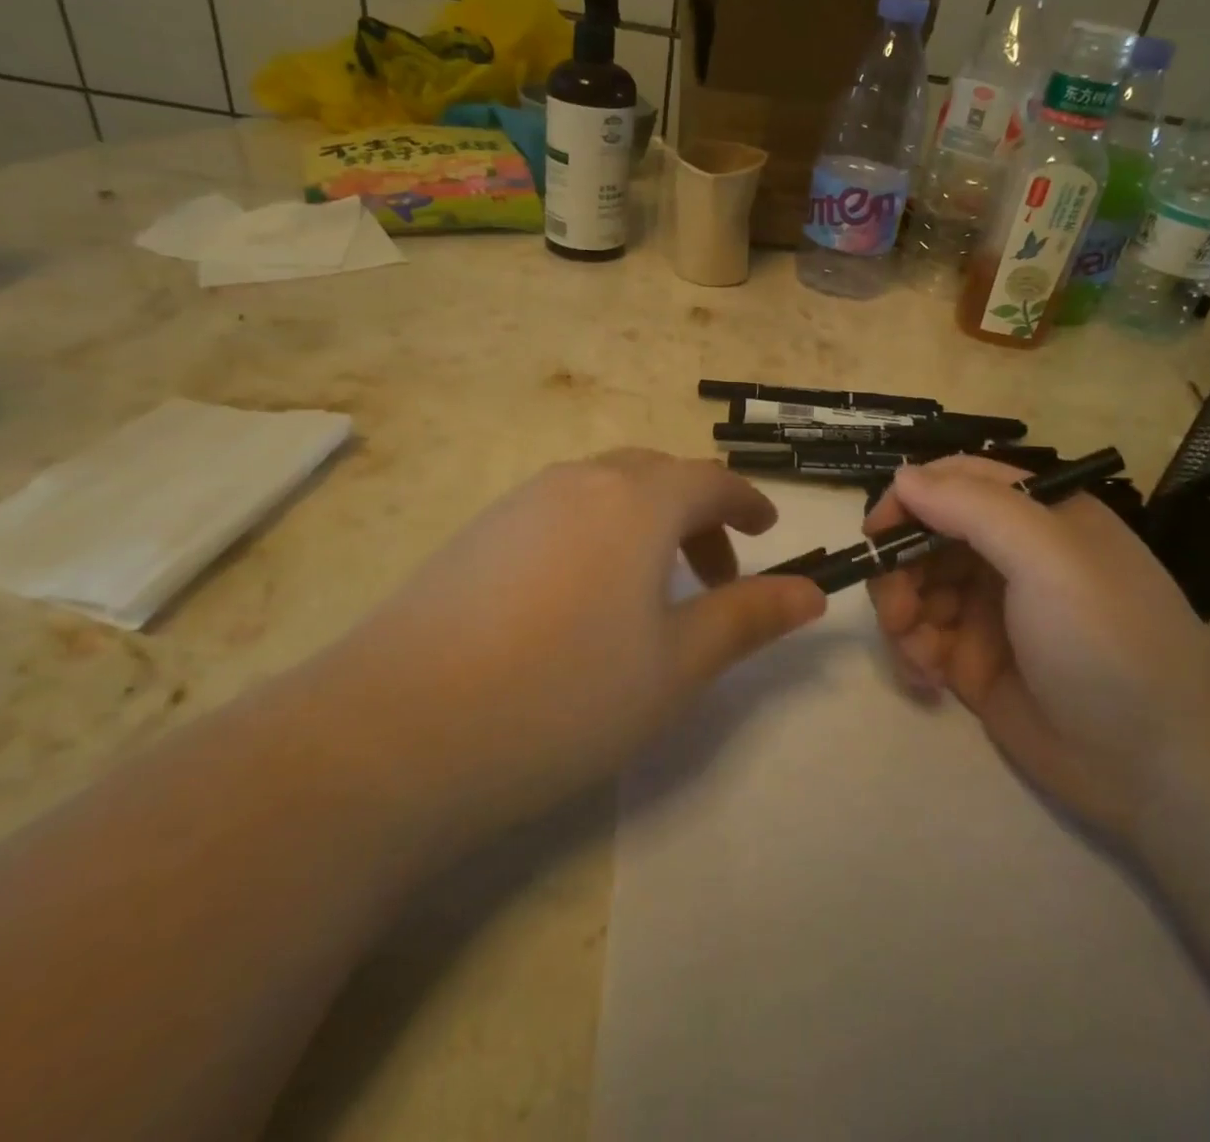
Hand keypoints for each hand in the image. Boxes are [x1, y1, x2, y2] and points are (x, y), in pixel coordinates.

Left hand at [326, 450, 825, 835]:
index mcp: (636, 501)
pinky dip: (595, 536)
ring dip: (645, 526)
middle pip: (656, 477)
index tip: (768, 530)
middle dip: (697, 517)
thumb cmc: (564, 696)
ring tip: (650, 595)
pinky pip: (558, 512)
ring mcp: (518, 504)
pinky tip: (578, 603)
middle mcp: (578, 482)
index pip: (709, 480)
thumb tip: (814, 592)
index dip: (747, 501)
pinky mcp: (476, 534)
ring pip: (604, 492)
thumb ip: (749, 618)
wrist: (395, 733)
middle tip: (715, 577)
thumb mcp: (676, 666)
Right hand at [864, 456, 1209, 844]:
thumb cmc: (1108, 641)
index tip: (875, 534)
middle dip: (899, 569)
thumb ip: (971, 507)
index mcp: (1037, 516)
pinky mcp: (974, 663)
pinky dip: (911, 653)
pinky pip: (920, 641)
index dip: (909, 500)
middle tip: (896, 611)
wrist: (1161, 769)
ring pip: (915, 589)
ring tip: (917, 654)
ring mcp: (991, 611)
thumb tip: (901, 478)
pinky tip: (927, 681)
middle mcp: (1011, 556)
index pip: (956, 483)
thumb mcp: (1048, 557)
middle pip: (925, 538)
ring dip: (901, 615)